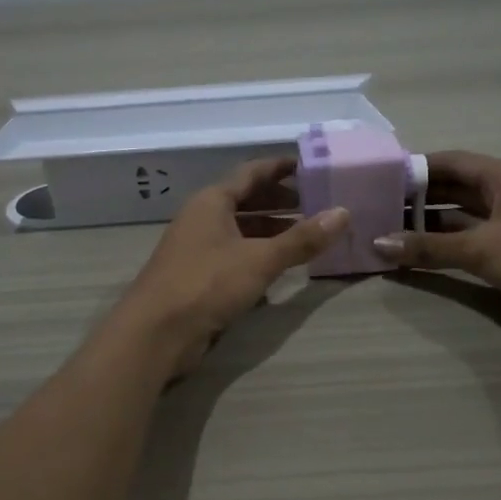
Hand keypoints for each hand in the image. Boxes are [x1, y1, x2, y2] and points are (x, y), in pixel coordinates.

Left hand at [111, 157, 348, 375]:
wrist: (156, 333)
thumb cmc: (206, 284)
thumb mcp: (260, 259)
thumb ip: (302, 239)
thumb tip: (343, 213)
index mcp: (212, 201)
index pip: (251, 173)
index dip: (281, 168)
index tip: (310, 166)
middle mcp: (202, 219)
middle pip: (245, 201)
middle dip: (280, 201)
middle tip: (316, 204)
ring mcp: (197, 249)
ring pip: (240, 231)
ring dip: (271, 231)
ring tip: (307, 236)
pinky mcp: (198, 277)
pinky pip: (234, 256)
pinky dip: (258, 256)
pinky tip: (280, 269)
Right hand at [371, 151, 500, 340]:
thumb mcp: (483, 250)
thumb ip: (430, 247)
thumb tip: (379, 243)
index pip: (451, 162)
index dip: (416, 168)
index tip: (380, 178)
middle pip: (455, 188)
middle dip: (418, 198)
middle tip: (377, 208)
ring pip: (464, 216)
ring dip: (431, 224)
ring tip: (390, 232)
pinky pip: (475, 239)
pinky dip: (449, 245)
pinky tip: (421, 255)